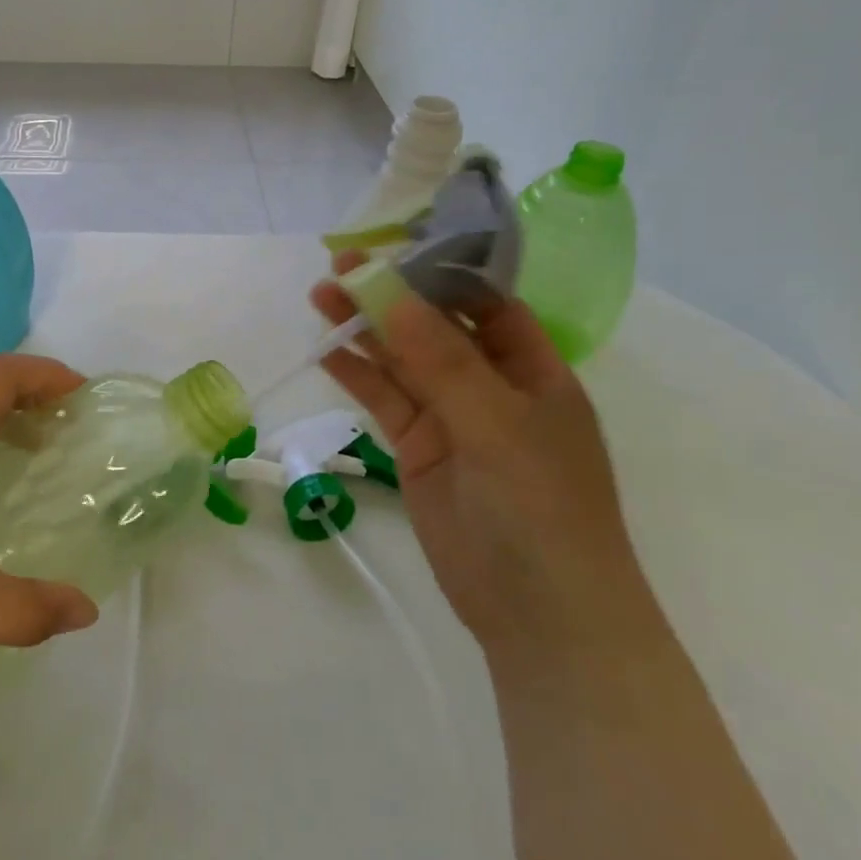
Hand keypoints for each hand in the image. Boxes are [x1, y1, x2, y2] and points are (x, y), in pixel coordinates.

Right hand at [311, 256, 658, 657]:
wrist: (540, 616)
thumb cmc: (540, 506)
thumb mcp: (494, 421)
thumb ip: (438, 356)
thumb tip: (386, 288)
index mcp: (534, 369)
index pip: (486, 301)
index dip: (442, 270)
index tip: (393, 243)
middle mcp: (492, 385)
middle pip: (435, 326)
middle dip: (392, 295)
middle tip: (340, 266)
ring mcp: (453, 418)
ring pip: (403, 360)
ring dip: (365, 329)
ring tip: (320, 296)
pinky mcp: (419, 448)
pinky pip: (386, 400)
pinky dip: (357, 374)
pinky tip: (326, 349)